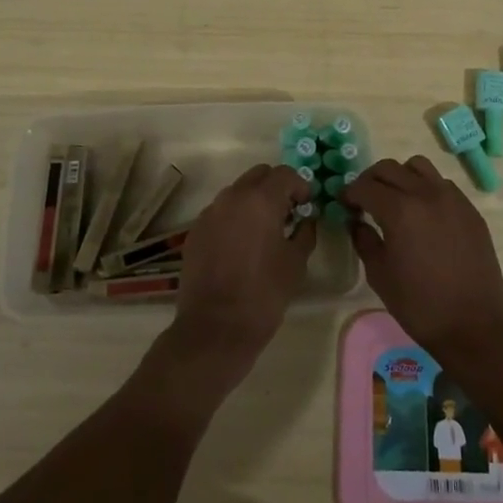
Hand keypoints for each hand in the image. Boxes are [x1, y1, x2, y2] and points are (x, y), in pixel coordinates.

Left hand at [172, 164, 315, 379]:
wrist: (215, 329)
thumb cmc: (263, 295)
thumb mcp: (295, 263)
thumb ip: (305, 233)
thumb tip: (306, 220)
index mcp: (260, 200)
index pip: (285, 174)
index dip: (301, 186)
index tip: (307, 206)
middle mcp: (232, 197)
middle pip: (259, 175)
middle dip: (276, 187)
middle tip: (288, 213)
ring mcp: (210, 213)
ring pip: (237, 191)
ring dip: (254, 201)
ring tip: (264, 230)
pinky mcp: (196, 231)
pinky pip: (220, 212)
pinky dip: (234, 217)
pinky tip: (241, 245)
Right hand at [347, 156, 502, 369]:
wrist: (474, 327)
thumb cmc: (420, 305)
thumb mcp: (380, 275)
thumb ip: (364, 240)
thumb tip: (356, 221)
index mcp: (399, 210)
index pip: (365, 186)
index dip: (349, 193)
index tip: (344, 204)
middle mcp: (426, 194)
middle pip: (389, 168)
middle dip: (370, 180)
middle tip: (364, 200)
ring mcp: (452, 198)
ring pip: (418, 167)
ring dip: (400, 176)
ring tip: (395, 199)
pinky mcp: (470, 209)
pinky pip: (442, 184)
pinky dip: (425, 188)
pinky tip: (423, 213)